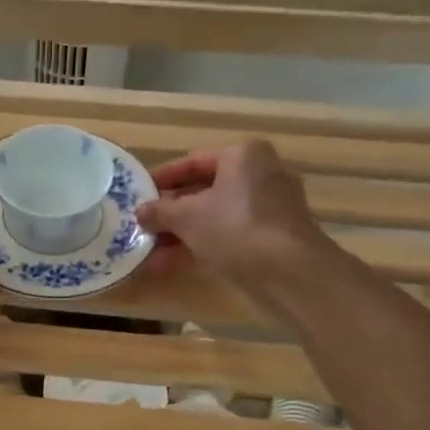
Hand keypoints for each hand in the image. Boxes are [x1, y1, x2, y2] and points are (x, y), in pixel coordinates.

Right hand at [137, 141, 325, 286]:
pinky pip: (229, 234)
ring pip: (215, 216)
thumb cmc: (234, 228)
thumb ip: (159, 211)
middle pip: (204, 191)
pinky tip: (172, 264)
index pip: (193, 162)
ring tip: (150, 252)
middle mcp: (261, 175)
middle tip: (143, 226)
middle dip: (171, 213)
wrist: (289, 273)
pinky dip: (202, 245)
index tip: (140, 195)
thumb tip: (140, 211)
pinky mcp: (273, 237)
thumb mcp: (186, 217)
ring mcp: (270, 208)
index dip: (162, 179)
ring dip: (181, 234)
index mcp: (244, 156)